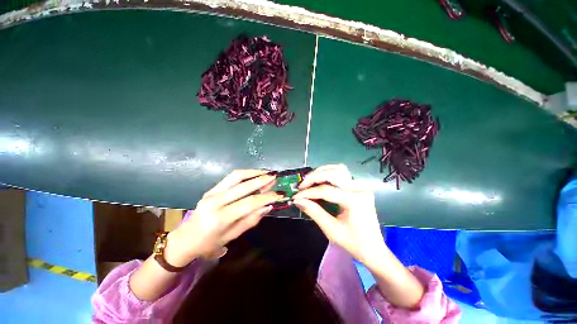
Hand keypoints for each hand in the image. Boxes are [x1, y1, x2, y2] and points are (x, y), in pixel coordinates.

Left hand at [166, 170, 280, 266]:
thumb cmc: (210, 243)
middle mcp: (215, 201)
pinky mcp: (211, 188)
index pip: (249, 203)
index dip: (267, 197)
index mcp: (220, 218)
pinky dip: (245, 173)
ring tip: (266, 172)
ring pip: (236, 176)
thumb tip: (268, 206)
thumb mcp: (233, 236)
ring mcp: (212, 192)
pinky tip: (254, 174)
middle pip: (244, 186)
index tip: (280, 194)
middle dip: (262, 181)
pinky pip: (231, 177)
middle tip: (275, 177)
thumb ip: (251, 220)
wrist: (186, 239)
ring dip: (254, 172)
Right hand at [292, 164, 386, 266]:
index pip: (326, 191)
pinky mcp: (359, 186)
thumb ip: (314, 212)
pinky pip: (342, 173)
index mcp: (354, 201)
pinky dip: (329, 173)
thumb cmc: (353, 242)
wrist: (373, 248)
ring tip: (310, 181)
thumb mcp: (331, 230)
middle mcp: (359, 188)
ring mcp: (360, 186)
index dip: (308, 193)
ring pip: (338, 169)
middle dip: (314, 177)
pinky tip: (321, 179)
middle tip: (302, 186)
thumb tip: (298, 200)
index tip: (296, 196)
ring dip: (322, 172)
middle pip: (333, 173)